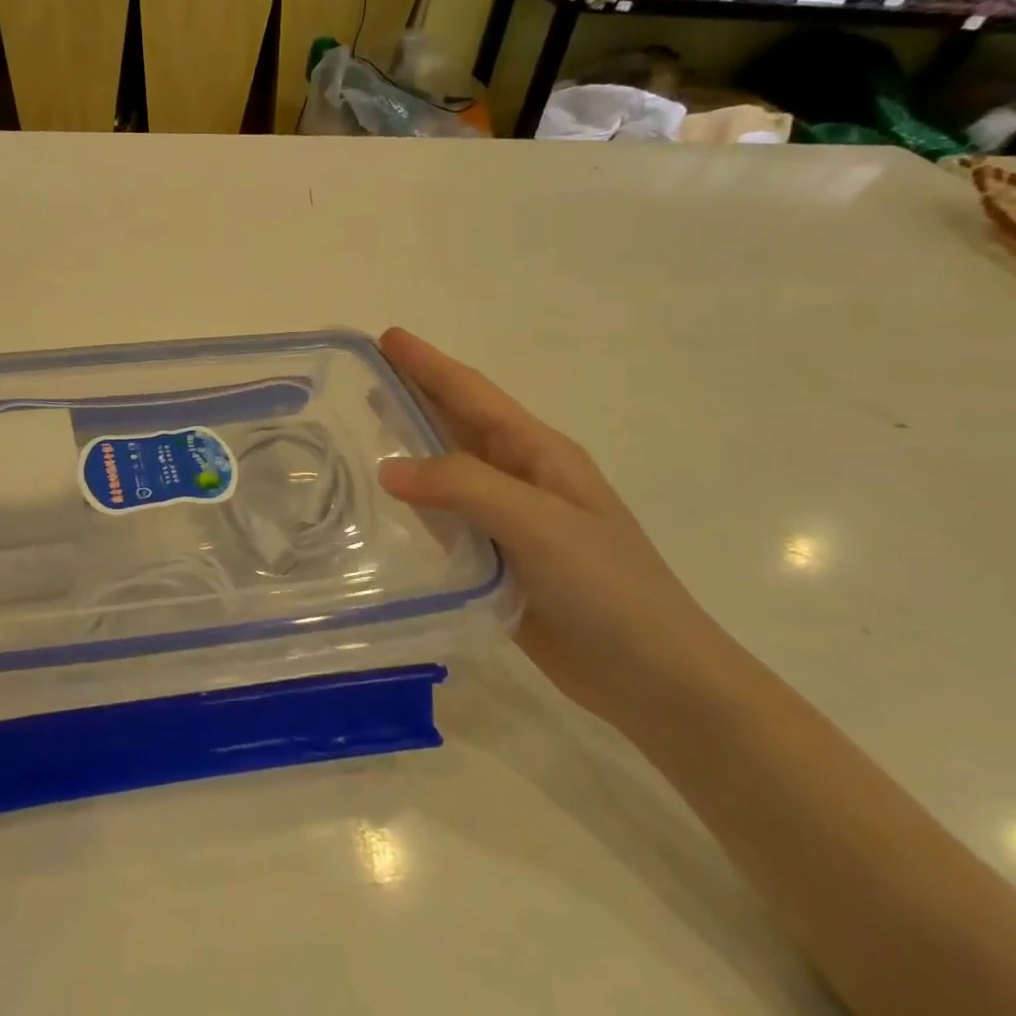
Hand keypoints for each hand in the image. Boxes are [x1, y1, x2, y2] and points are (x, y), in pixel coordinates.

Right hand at [376, 328, 723, 723]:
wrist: (654, 678)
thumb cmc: (607, 588)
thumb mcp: (539, 523)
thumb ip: (464, 487)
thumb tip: (388, 469)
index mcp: (539, 455)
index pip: (473, 395)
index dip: (429, 364)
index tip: (386, 337)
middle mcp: (521, 478)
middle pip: (458, 425)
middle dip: (414, 395)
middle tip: (362, 378)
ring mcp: (509, 522)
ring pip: (446, 472)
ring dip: (408, 448)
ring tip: (361, 433)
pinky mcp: (495, 561)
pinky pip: (444, 521)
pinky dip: (412, 505)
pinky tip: (383, 506)